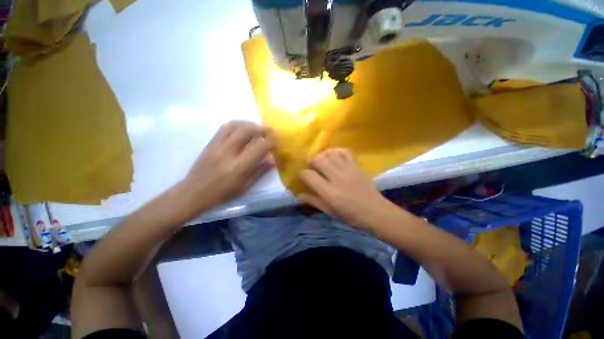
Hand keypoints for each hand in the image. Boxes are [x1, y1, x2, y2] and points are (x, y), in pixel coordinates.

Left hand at [183, 121, 275, 206]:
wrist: (194, 193)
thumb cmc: (222, 194)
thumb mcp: (244, 186)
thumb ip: (259, 171)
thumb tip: (273, 160)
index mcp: (238, 167)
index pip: (259, 148)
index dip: (270, 142)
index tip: (277, 140)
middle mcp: (227, 153)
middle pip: (246, 131)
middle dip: (261, 128)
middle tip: (269, 131)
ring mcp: (216, 146)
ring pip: (234, 126)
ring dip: (248, 124)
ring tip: (256, 128)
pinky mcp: (209, 144)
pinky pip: (223, 128)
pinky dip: (236, 125)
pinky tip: (241, 129)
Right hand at [297, 149, 397, 230]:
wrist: (375, 211)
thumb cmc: (350, 215)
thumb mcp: (329, 211)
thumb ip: (313, 201)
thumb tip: (298, 195)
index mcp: (328, 192)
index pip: (308, 175)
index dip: (302, 175)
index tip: (303, 178)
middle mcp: (336, 177)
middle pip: (318, 160)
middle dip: (311, 162)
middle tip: (313, 168)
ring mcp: (348, 169)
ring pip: (330, 154)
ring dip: (323, 156)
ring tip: (323, 162)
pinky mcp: (356, 166)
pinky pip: (345, 151)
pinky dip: (337, 151)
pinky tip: (335, 157)